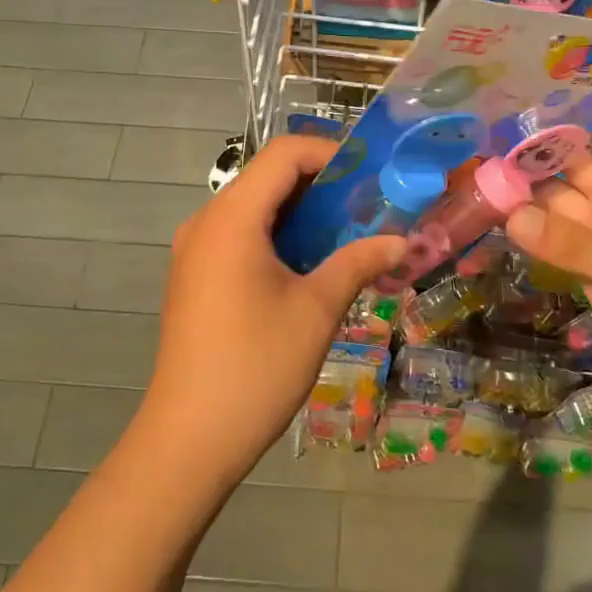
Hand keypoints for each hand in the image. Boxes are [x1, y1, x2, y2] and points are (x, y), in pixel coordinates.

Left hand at [137, 135, 405, 489]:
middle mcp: (206, 222)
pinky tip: (310, 265)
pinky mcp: (194, 275)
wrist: (189, 438)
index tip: (372, 176)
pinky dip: (278, 236)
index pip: (284, 154)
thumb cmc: (256, 366)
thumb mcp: (317, 310)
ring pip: (255, 208)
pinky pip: (240, 235)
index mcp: (232, 218)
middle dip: (322, 185)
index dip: (331, 153)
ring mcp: (194, 250)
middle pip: (268, 177)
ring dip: (302, 213)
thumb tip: (402, 241)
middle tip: (370, 207)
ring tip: (349, 236)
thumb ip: (358, 262)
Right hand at [504, 114, 591, 408]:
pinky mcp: (589, 273)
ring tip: (474, 180)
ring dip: (523, 195)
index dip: (569, 114)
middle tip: (477, 142)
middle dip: (532, 154)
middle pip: (570, 165)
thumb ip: (573, 243)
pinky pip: (552, 243)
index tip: (520, 102)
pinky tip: (493, 222)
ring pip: (555, 205)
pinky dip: (527, 234)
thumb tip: (511, 216)